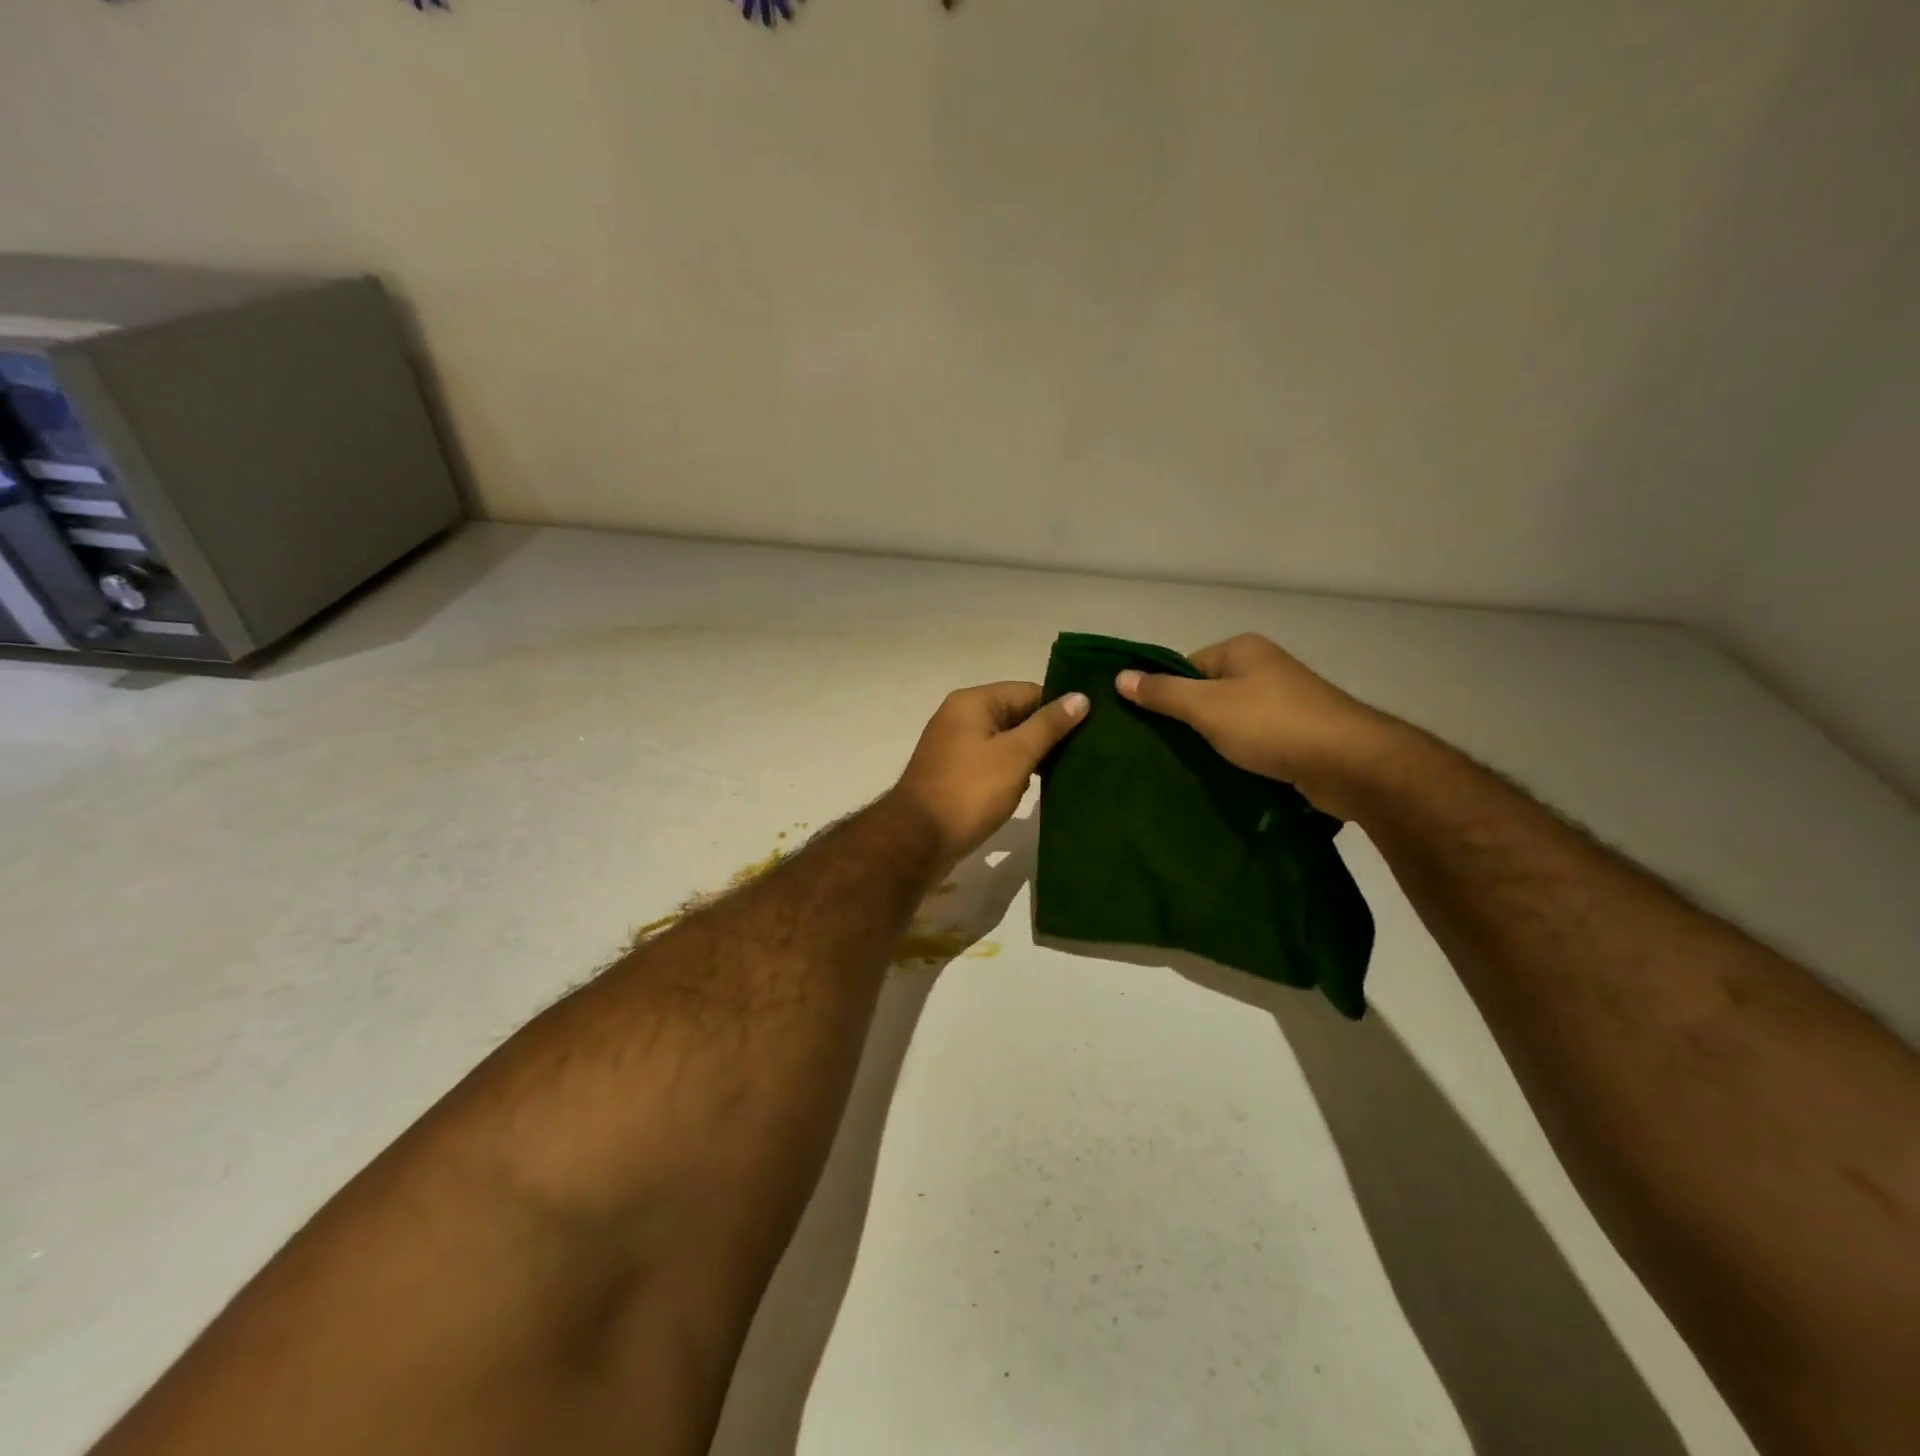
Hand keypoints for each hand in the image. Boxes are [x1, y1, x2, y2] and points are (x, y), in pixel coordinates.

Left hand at [890, 681, 1088, 866]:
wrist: (917, 840)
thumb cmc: (969, 791)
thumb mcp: (1015, 756)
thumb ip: (1048, 726)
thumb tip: (1080, 697)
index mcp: (972, 702)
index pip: (1028, 691)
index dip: (1058, 709)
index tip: (1090, 730)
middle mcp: (959, 716)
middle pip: (1015, 715)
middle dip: (1045, 735)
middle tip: (1082, 756)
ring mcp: (953, 746)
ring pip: (1004, 741)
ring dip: (1029, 756)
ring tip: (1063, 774)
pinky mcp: (953, 773)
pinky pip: (990, 762)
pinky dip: (1010, 772)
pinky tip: (1031, 789)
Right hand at [1114, 633, 1397, 818]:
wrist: (1350, 764)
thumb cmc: (1272, 725)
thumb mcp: (1207, 707)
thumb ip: (1163, 693)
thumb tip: (1119, 676)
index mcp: (1243, 650)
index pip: (1187, 666)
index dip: (1167, 693)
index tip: (1152, 726)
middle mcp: (1265, 668)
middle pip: (1209, 692)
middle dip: (1189, 720)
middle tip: (1165, 749)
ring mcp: (1286, 701)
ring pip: (1232, 719)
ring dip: (1215, 741)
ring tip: (1192, 766)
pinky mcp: (1300, 733)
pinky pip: (1255, 740)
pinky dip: (1241, 754)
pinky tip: (1227, 775)